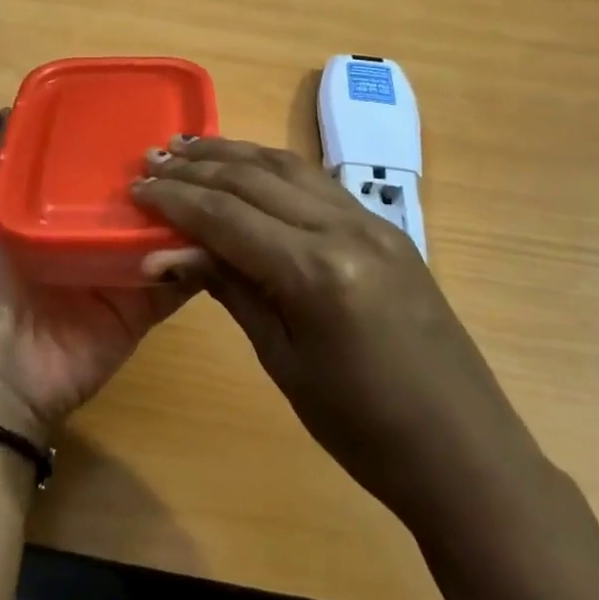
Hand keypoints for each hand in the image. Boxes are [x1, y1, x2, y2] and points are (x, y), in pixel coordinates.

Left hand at [0, 111, 198, 445]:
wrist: (2, 366)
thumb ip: (2, 166)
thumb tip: (9, 109)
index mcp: (65, 212)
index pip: (104, 172)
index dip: (127, 147)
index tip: (156, 113)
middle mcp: (100, 236)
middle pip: (143, 200)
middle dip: (170, 177)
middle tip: (202, 147)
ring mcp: (127, 271)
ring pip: (169, 234)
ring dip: (195, 212)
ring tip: (225, 179)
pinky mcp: (146, 305)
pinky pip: (181, 278)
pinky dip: (204, 260)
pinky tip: (230, 232)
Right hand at [132, 136, 535, 518]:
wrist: (463, 452)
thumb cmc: (362, 429)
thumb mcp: (283, 360)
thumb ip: (230, 289)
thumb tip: (165, 252)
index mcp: (315, 270)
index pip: (227, 215)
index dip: (175, 198)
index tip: (136, 187)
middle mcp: (345, 229)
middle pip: (256, 178)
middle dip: (199, 166)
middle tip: (153, 156)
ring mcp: (372, 223)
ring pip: (290, 168)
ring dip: (236, 154)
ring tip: (192, 147)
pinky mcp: (387, 230)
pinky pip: (318, 184)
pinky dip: (274, 168)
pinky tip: (250, 170)